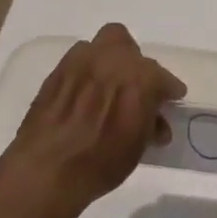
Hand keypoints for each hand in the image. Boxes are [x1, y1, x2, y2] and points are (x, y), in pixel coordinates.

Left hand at [0, 23, 185, 217]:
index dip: (168, 89)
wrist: (46, 171)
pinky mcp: (56, 72)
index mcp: (139, 78)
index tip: (170, 99)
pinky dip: (87, 72)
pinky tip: (86, 94)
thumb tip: (155, 119)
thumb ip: (150, 122)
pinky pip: (78, 60)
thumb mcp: (138, 146)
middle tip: (137, 88)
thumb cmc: (101, 163)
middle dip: (136, 65)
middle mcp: (110, 61)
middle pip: (129, 47)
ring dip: (109, 61)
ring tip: (109, 87)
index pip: (161, 76)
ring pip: (101, 46)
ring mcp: (79, 63)